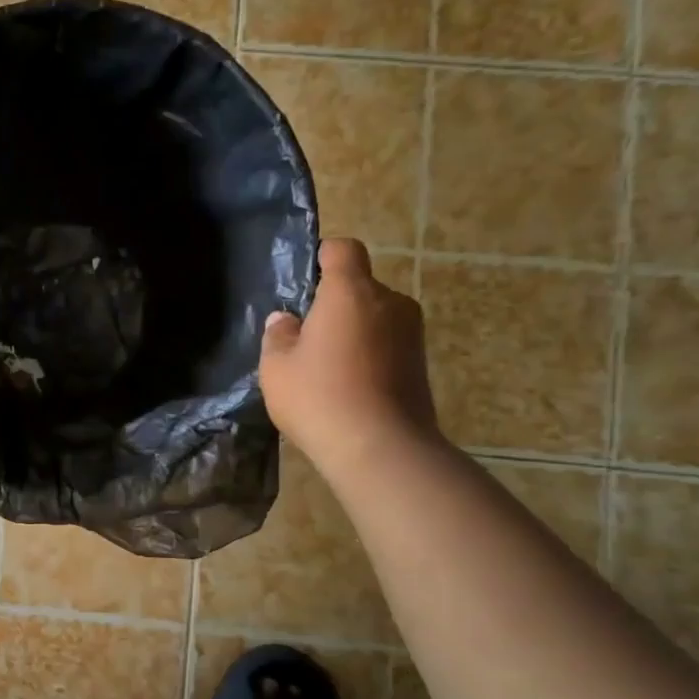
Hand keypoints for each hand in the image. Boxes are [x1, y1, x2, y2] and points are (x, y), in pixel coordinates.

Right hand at [259, 238, 438, 478]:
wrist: (381, 449)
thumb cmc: (319, 397)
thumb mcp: (276, 367)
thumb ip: (278, 335)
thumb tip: (286, 320)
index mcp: (350, 292)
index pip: (344, 250)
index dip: (325, 255)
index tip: (307, 277)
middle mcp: (389, 302)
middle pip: (360, 287)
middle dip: (335, 303)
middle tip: (307, 336)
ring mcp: (412, 334)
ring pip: (376, 318)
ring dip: (354, 331)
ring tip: (328, 366)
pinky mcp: (422, 364)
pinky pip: (388, 345)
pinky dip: (370, 355)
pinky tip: (349, 386)